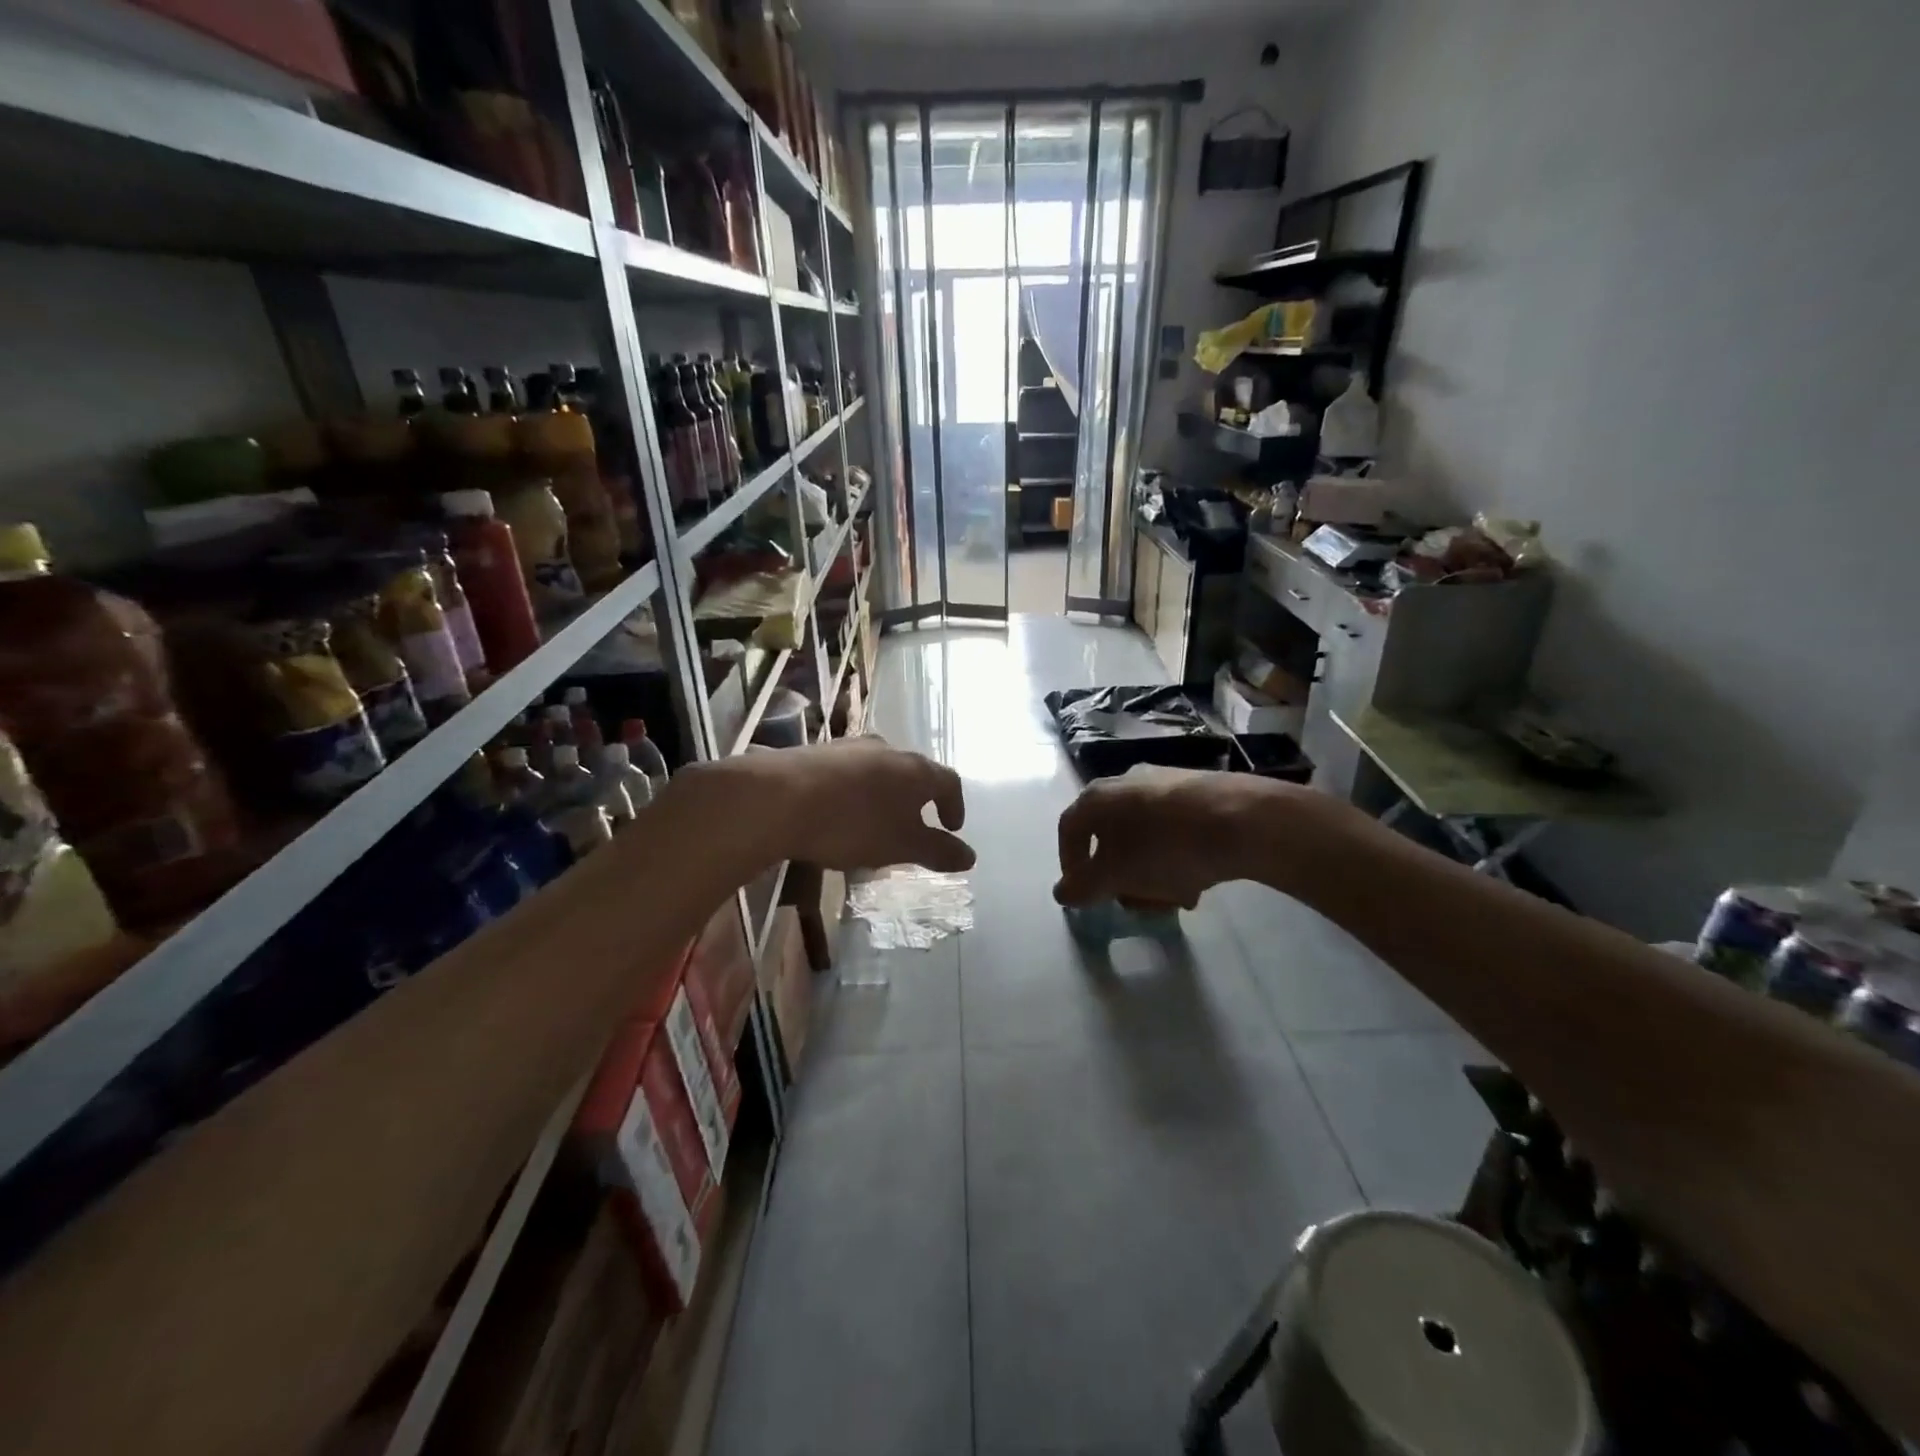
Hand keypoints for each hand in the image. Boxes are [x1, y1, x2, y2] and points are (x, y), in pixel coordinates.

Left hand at [738, 736, 974, 872]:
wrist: (779, 799)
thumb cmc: (853, 824)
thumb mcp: (901, 846)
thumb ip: (938, 851)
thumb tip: (970, 856)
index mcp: (916, 770)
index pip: (949, 782)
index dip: (955, 806)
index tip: (951, 828)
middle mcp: (888, 749)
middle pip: (913, 772)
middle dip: (917, 799)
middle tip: (913, 826)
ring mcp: (849, 747)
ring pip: (879, 770)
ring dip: (884, 795)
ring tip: (874, 823)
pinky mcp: (817, 753)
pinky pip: (848, 773)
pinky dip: (854, 792)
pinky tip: (839, 814)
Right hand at [1054, 765, 1278, 908]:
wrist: (1243, 820)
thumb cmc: (1165, 848)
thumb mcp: (1116, 875)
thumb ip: (1083, 886)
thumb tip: (1062, 892)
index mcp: (1098, 796)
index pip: (1070, 829)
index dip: (1070, 864)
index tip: (1084, 893)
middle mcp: (1127, 781)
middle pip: (1110, 835)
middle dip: (1119, 874)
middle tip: (1132, 901)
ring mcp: (1166, 783)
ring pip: (1144, 835)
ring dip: (1149, 870)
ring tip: (1171, 898)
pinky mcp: (1200, 791)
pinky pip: (1174, 829)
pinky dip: (1176, 857)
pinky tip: (1196, 880)